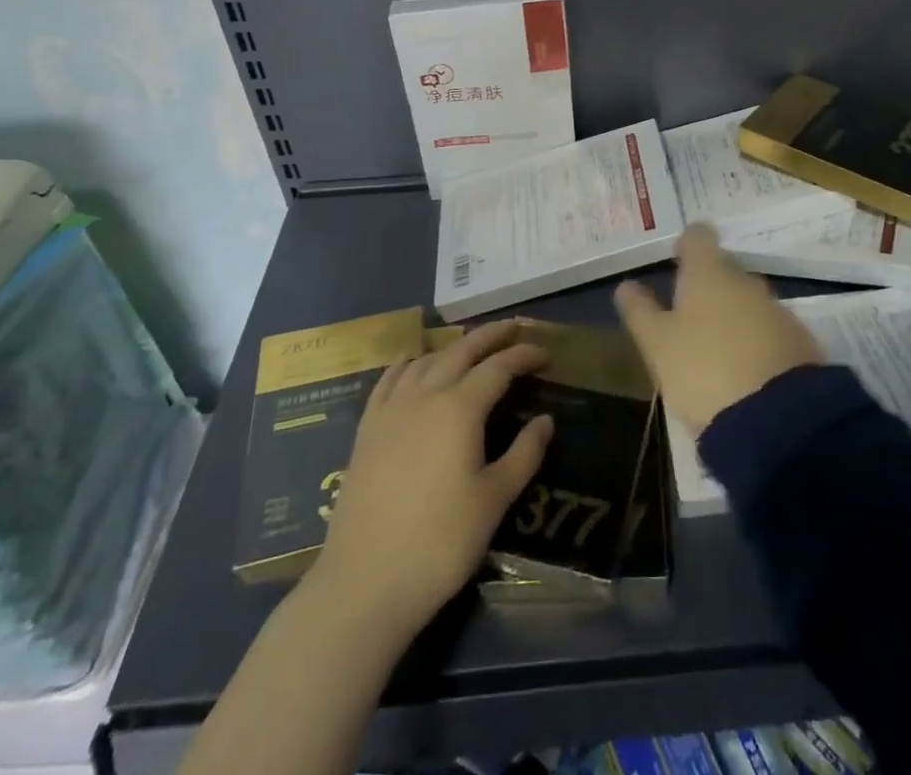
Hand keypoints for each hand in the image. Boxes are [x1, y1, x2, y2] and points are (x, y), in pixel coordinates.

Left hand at [311, 321, 553, 638]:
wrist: (364, 583)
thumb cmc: (439, 543)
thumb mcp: (494, 500)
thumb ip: (524, 454)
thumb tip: (546, 420)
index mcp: (460, 408)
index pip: (499, 367)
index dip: (524, 355)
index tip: (546, 353)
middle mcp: (425, 395)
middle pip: (461, 351)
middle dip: (490, 336)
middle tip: (514, 327)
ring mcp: (391, 410)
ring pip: (426, 360)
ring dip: (453, 346)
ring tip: (471, 345)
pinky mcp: (367, 430)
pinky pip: (389, 380)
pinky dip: (407, 362)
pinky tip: (412, 360)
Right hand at [614, 224, 824, 434]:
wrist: (777, 420)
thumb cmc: (703, 371)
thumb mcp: (658, 345)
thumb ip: (641, 311)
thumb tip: (626, 285)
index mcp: (708, 273)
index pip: (698, 238)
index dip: (687, 243)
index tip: (677, 255)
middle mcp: (746, 281)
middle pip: (724, 270)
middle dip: (709, 285)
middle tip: (688, 312)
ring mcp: (777, 310)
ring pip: (748, 301)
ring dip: (733, 315)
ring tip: (716, 346)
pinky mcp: (800, 342)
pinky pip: (770, 330)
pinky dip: (756, 340)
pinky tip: (746, 368)